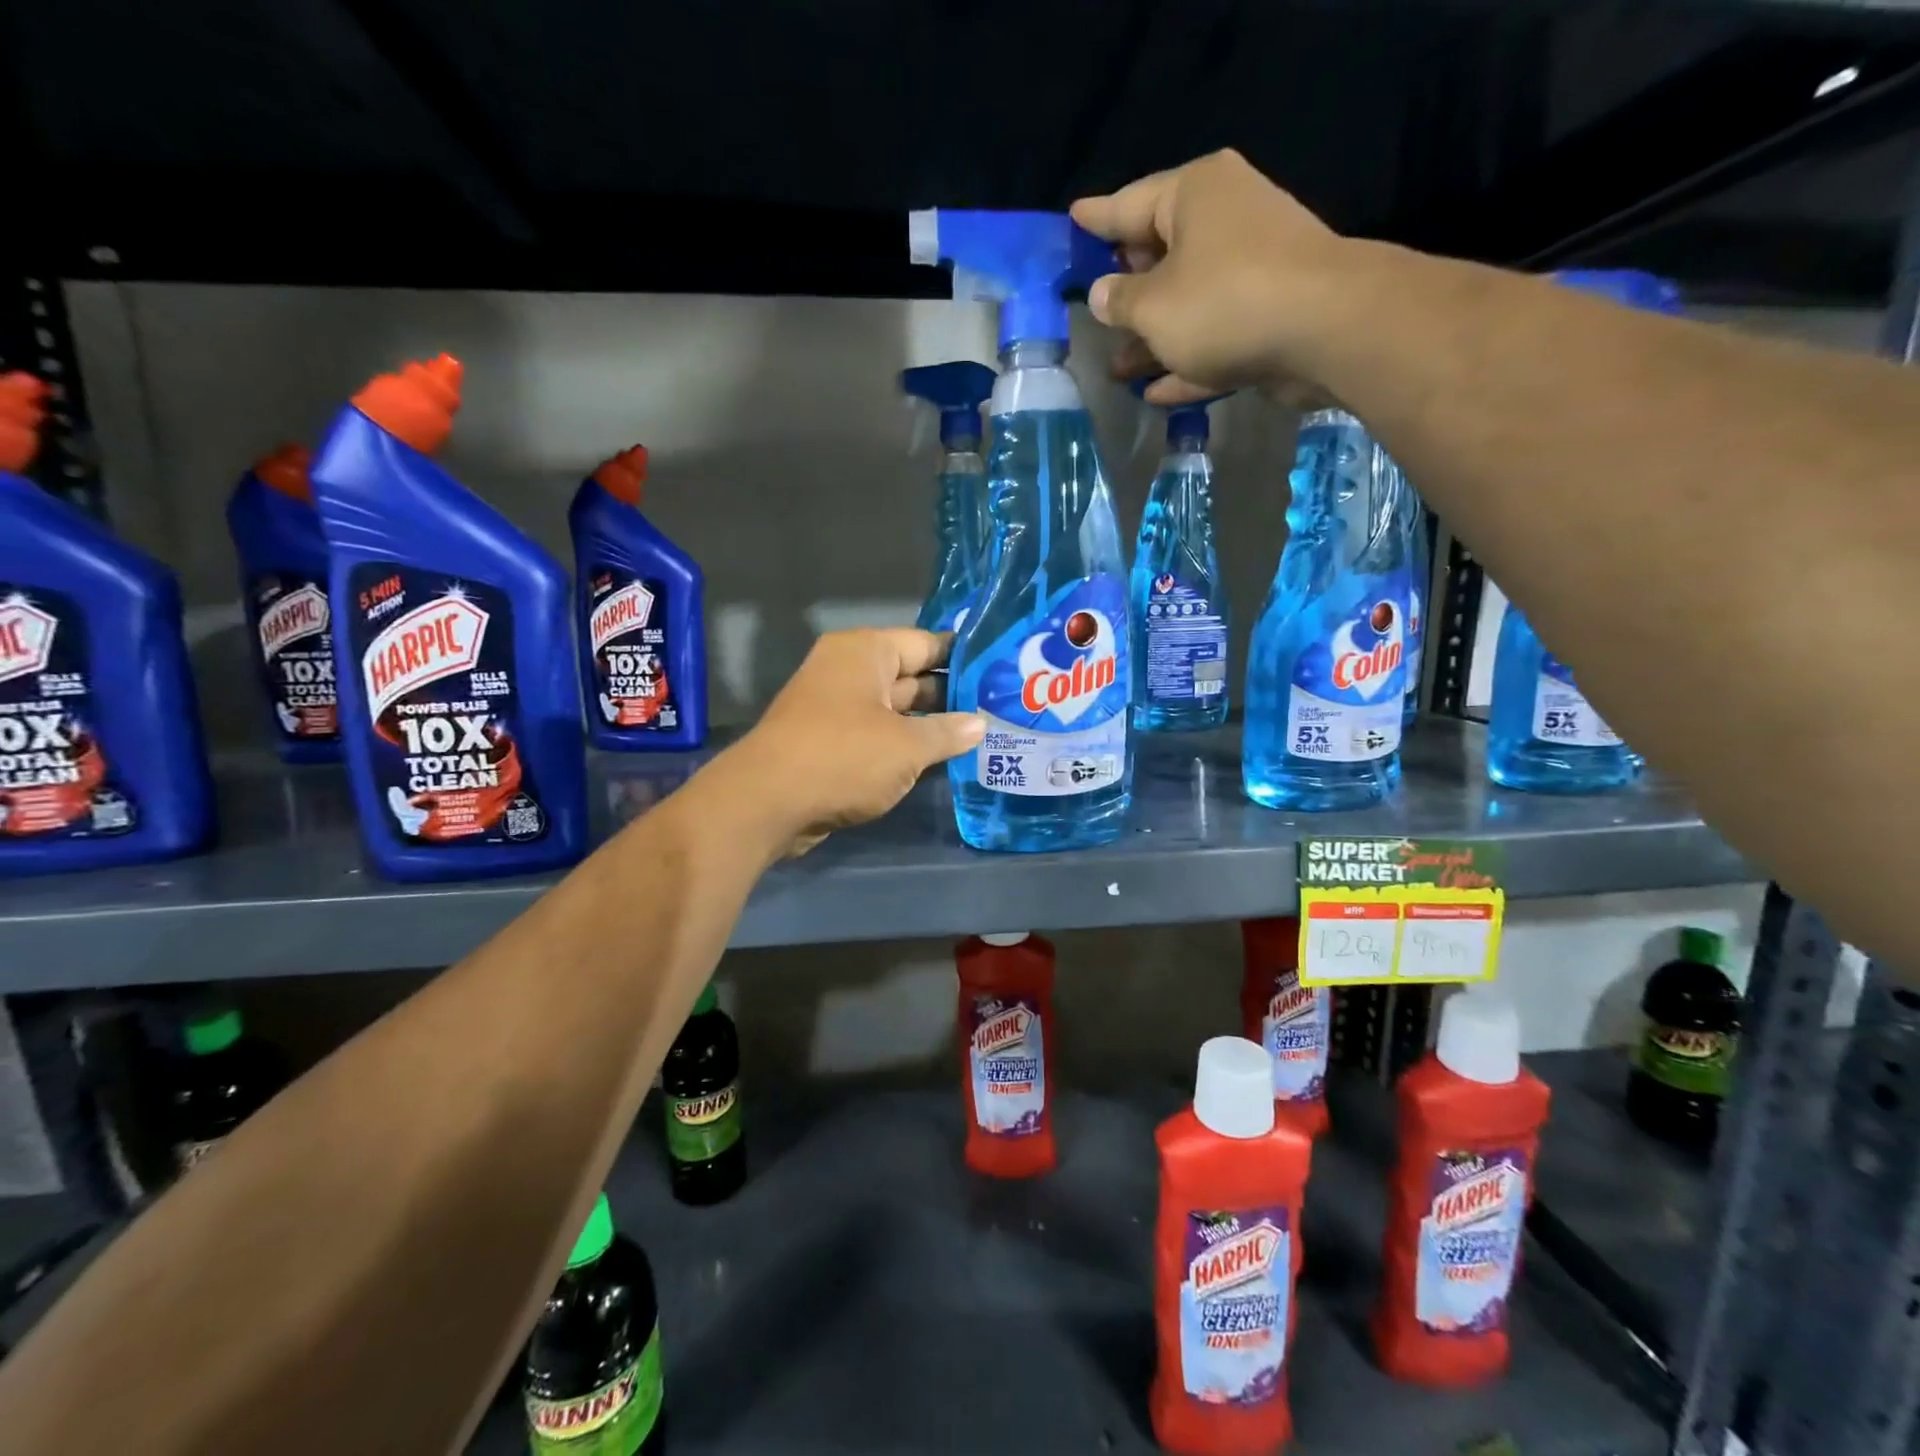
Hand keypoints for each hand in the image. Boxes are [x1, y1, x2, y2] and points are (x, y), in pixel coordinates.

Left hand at [722, 629, 983, 856]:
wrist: (768, 803)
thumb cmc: (843, 757)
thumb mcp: (907, 746)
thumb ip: (947, 733)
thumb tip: (980, 725)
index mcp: (866, 653)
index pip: (926, 643)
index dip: (964, 657)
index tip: (1000, 670)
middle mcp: (849, 671)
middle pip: (912, 675)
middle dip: (952, 694)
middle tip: (999, 708)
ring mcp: (837, 707)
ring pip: (896, 709)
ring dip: (931, 724)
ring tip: (981, 735)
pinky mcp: (831, 742)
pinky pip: (879, 734)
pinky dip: (906, 744)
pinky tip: (942, 758)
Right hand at [1070, 150, 1352, 408]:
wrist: (1324, 330)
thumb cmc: (1223, 302)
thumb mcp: (1152, 306)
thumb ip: (1119, 301)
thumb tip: (1102, 294)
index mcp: (1194, 195)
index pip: (1129, 203)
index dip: (1096, 219)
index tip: (1072, 219)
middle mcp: (1225, 221)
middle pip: (1161, 254)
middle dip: (1126, 289)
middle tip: (1092, 306)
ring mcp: (1251, 270)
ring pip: (1186, 305)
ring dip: (1152, 340)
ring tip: (1115, 368)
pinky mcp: (1268, 316)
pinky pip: (1213, 339)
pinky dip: (1185, 362)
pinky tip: (1155, 394)